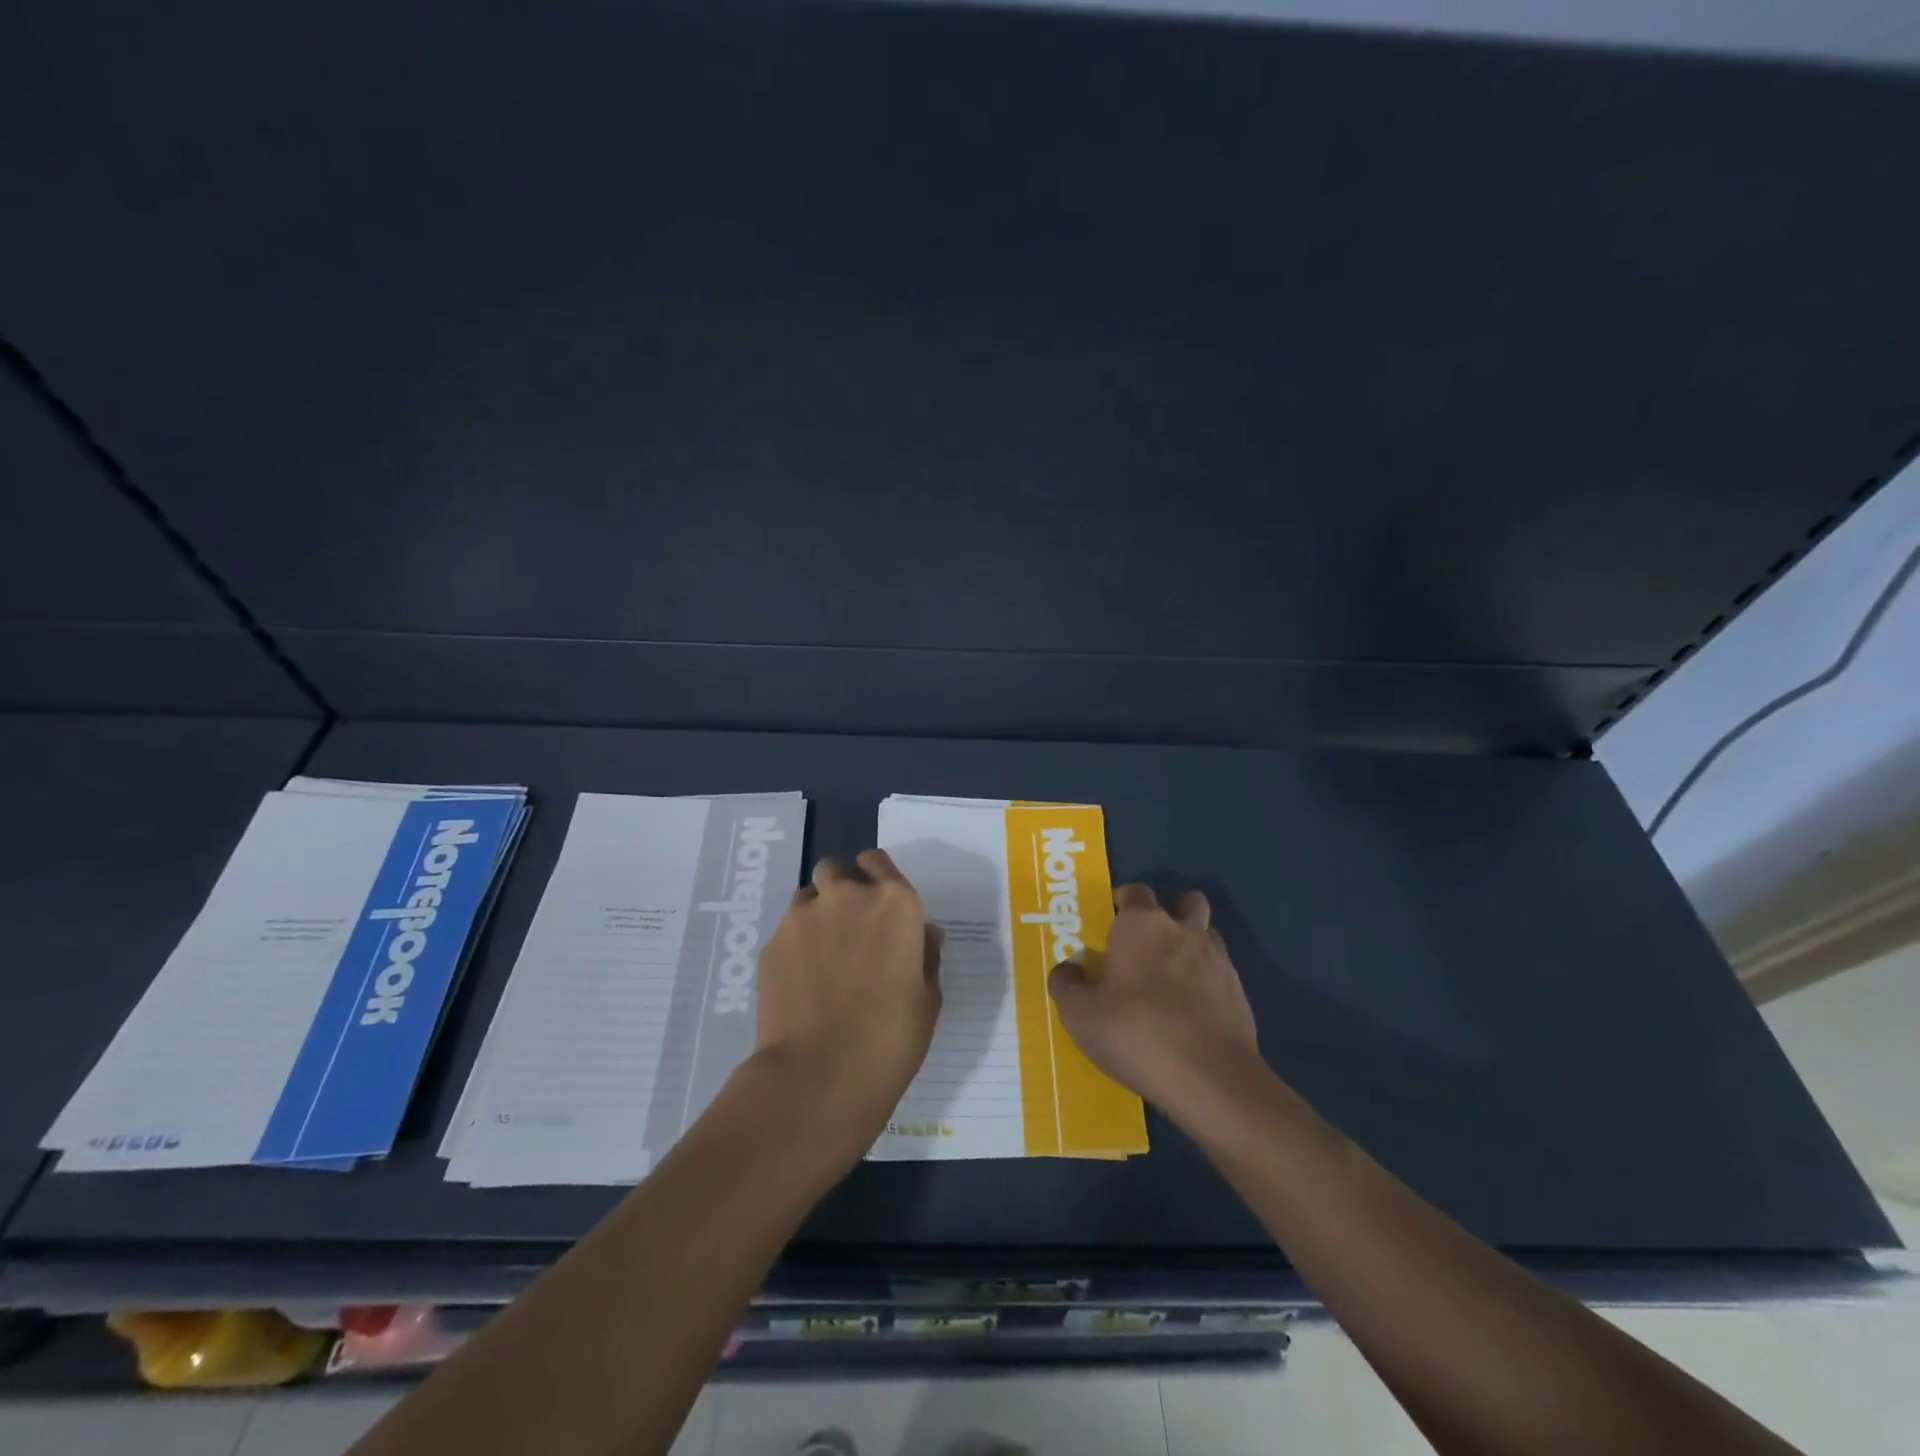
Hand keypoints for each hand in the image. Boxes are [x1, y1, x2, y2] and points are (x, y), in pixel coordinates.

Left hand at [750, 849, 942, 1165]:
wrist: (819, 1075)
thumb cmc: (890, 1039)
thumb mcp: (928, 999)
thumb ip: (926, 956)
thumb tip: (924, 934)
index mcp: (895, 903)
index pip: (878, 861)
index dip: (877, 877)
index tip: (879, 902)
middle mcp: (848, 896)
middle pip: (837, 870)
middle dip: (842, 889)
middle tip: (850, 929)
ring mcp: (804, 917)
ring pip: (808, 896)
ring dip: (817, 913)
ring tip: (822, 955)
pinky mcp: (772, 943)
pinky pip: (787, 929)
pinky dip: (795, 944)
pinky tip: (801, 982)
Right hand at [1048, 884, 1258, 1115]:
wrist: (1208, 1077)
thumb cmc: (1134, 1031)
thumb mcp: (1079, 1013)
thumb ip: (1066, 984)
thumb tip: (1068, 969)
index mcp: (1142, 924)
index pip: (1136, 892)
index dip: (1124, 902)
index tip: (1112, 921)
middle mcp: (1183, 930)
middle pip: (1185, 902)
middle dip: (1171, 913)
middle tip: (1148, 943)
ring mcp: (1218, 960)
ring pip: (1207, 935)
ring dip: (1192, 945)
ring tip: (1172, 977)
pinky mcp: (1239, 993)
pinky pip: (1221, 973)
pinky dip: (1207, 982)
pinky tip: (1192, 1011)